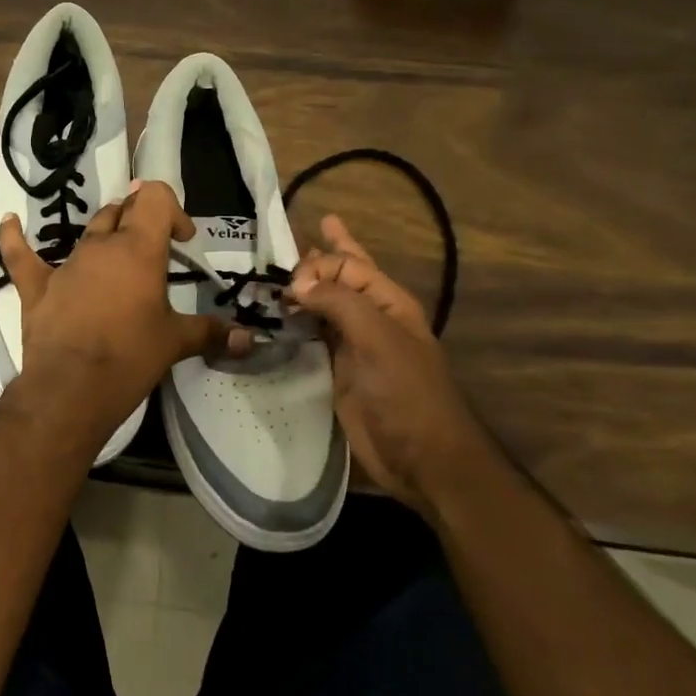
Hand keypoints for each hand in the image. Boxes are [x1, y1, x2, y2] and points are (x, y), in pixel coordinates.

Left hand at [0, 182, 246, 435]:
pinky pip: (21, 256)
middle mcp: (101, 246)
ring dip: (104, 236)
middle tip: (155, 250)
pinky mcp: (37, 286)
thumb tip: (250, 341)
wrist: (72, 388)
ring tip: (116, 254)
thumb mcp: (176, 342)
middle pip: (122, 212)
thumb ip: (212, 334)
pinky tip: (8, 222)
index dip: (171, 209)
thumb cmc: (131, 357)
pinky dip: (15, 238)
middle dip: (140, 221)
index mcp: (139, 249)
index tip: (182, 240)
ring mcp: (66, 264)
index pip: (155, 198)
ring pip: (88, 232)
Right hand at [286, 214, 484, 509]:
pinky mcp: (337, 372)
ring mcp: (353, 346)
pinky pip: (312, 337)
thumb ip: (338, 303)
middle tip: (285, 239)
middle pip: (339, 277)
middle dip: (317, 257)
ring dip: (301, 290)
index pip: (349, 265)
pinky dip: (295, 323)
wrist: (421, 457)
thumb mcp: (377, 338)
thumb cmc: (406, 391)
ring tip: (275, 273)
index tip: (290, 280)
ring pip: (322, 306)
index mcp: (388, 302)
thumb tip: (298, 283)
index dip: (320, 262)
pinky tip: (278, 317)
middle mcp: (369, 318)